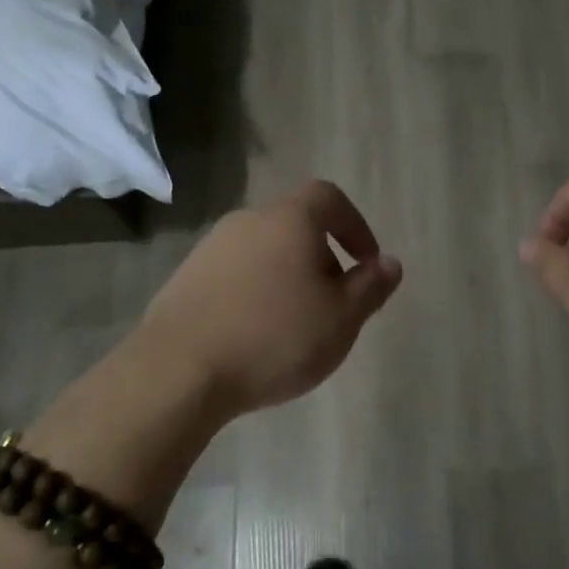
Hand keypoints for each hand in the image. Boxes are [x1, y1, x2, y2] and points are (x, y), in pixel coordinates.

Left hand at [137, 180, 403, 416]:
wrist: (179, 371)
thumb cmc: (274, 338)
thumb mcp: (340, 318)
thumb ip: (370, 287)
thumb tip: (389, 263)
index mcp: (289, 220)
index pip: (329, 198)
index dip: (355, 225)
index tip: (366, 263)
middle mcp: (247, 221)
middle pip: (296, 225)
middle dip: (322, 258)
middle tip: (333, 303)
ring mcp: (210, 248)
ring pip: (264, 252)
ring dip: (288, 277)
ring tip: (295, 324)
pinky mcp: (185, 278)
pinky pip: (235, 275)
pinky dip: (255, 293)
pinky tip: (255, 334)